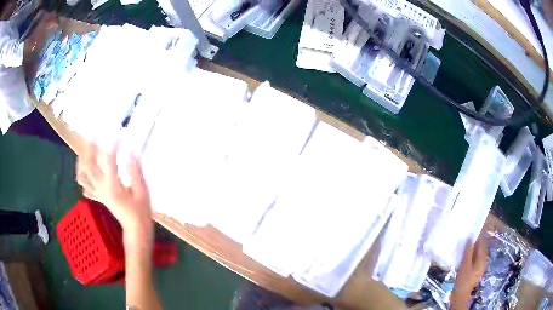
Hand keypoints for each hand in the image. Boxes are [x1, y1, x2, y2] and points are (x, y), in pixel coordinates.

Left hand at [76, 141, 152, 248]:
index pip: (108, 159)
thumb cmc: (141, 211)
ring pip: (82, 174)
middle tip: (95, 135)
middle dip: (89, 146)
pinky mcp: (98, 196)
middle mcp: (101, 187)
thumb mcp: (142, 191)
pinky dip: (83, 175)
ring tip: (87, 149)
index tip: (119, 134)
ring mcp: (97, 192)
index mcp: (112, 186)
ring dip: (82, 160)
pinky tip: (88, 169)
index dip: (112, 144)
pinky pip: (84, 185)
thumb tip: (129, 151)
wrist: (135, 229)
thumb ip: (135, 171)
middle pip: (88, 164)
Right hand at [451, 236, 487, 308]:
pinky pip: (474, 260)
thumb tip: (470, 238)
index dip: (476, 237)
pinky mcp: (475, 271)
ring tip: (462, 250)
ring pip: (476, 254)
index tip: (468, 234)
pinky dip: (470, 257)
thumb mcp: (465, 265)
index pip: (481, 242)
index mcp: (482, 258)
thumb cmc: (463, 280)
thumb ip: (468, 251)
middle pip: (480, 248)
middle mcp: (483, 260)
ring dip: (470, 251)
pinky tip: (463, 259)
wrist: (461, 296)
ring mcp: (479, 267)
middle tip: (464, 241)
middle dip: (473, 244)